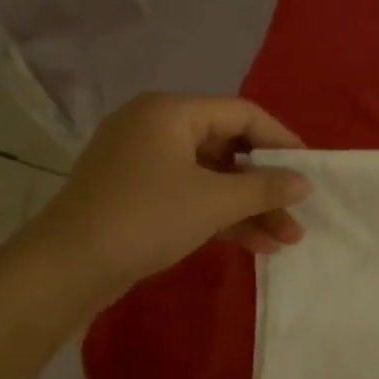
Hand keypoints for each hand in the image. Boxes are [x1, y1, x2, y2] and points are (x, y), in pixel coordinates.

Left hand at [21, 93, 309, 310]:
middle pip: (228, 148)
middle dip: (266, 186)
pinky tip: (255, 245)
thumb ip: (264, 189)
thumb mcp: (213, 202)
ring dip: (249, 208)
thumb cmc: (146, 218)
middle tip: (297, 214)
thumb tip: (304, 182)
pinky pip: (191, 197)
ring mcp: (144, 163)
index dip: (280, 141)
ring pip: (211, 178)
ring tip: (286, 240)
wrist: (69, 265)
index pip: (241, 114)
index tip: (308, 170)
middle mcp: (156, 128)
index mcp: (170, 113)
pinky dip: (221, 216)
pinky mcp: (138, 195)